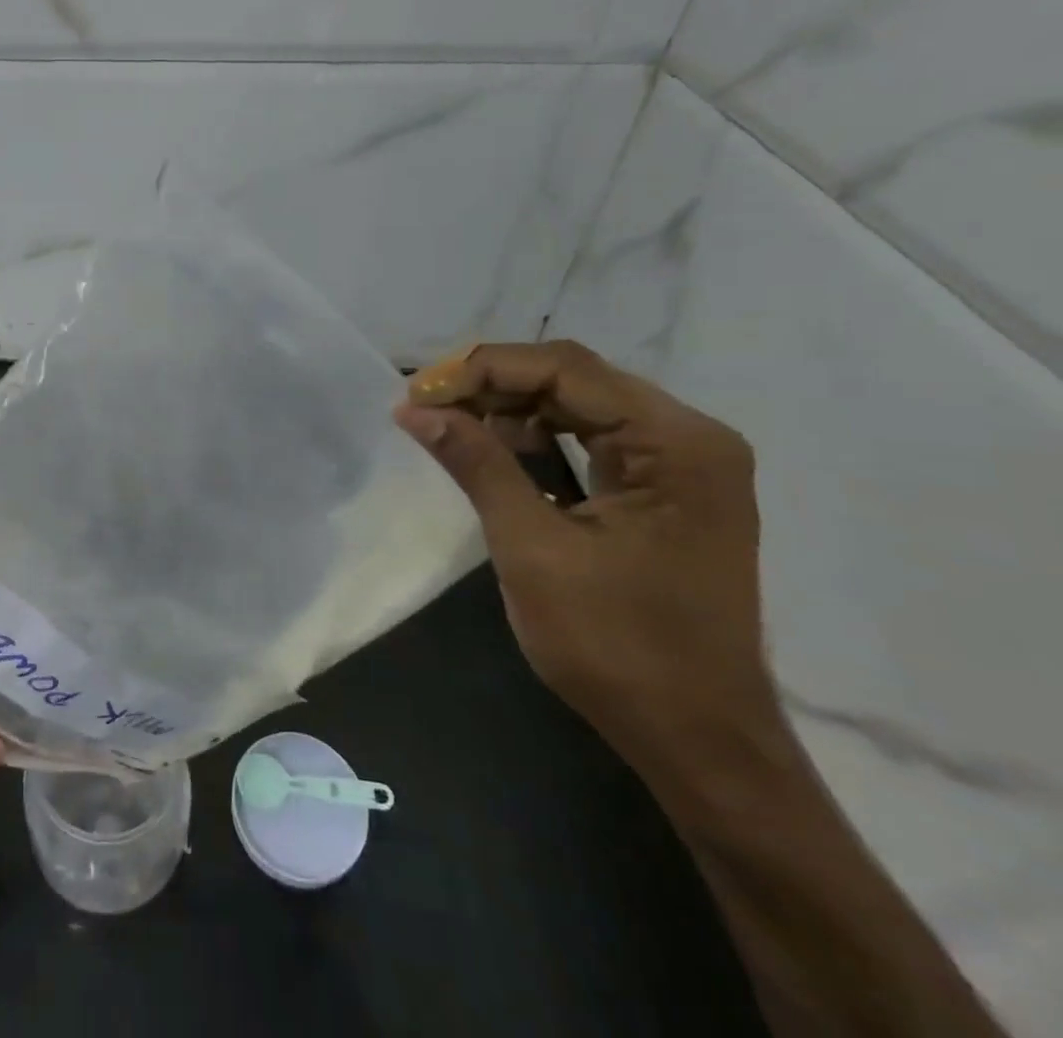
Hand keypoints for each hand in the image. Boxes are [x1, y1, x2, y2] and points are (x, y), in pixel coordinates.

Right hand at [395, 341, 778, 783]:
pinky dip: (537, 438)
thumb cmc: (617, 648)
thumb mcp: (532, 550)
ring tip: (449, 425)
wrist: (697, 740)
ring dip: (510, 408)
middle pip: (574, 378)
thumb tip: (414, 409)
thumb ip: (477, 465)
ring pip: (579, 404)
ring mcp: (683, 464)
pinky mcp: (666, 489)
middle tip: (425, 407)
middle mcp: (690, 438)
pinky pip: (591, 439)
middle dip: (492, 385)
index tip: (417, 395)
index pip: (565, 370)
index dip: (482, 370)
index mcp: (676, 444)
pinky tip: (495, 450)